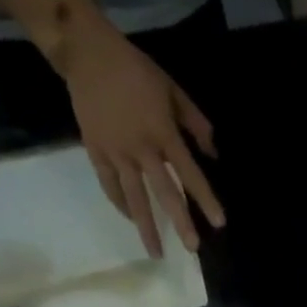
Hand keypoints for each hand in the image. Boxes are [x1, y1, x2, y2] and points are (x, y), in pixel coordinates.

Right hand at [59, 5, 224, 258]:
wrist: (87, 53)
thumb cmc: (136, 71)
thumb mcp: (173, 91)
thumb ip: (196, 124)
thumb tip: (213, 153)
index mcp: (163, 133)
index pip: (190, 174)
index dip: (206, 199)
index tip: (219, 223)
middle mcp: (140, 148)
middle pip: (164, 193)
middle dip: (180, 222)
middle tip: (192, 249)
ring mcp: (115, 152)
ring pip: (133, 197)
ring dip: (146, 227)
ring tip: (156, 252)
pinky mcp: (94, 150)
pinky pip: (109, 185)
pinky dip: (121, 204)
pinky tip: (132, 219)